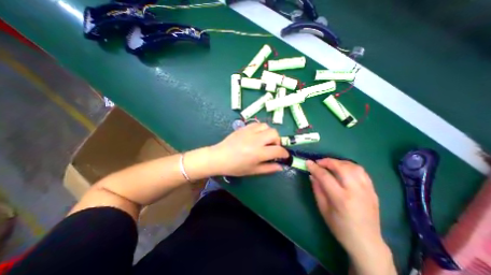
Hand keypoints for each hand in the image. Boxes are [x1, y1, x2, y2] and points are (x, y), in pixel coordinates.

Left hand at [210, 122, 288, 176]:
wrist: (219, 157)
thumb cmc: (235, 167)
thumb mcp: (253, 170)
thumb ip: (268, 168)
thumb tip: (281, 166)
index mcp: (258, 153)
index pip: (278, 150)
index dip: (284, 153)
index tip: (284, 156)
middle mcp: (256, 140)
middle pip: (274, 134)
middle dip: (278, 141)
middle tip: (272, 148)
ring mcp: (249, 132)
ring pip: (266, 126)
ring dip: (269, 133)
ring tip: (264, 141)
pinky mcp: (244, 128)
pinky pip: (257, 124)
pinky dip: (261, 129)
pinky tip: (257, 135)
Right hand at [308, 159, 396, 274]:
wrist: (366, 241)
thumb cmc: (340, 227)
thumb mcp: (323, 209)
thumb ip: (317, 189)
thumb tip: (312, 175)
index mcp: (341, 199)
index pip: (325, 176)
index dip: (314, 168)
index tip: (307, 162)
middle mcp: (356, 191)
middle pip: (341, 167)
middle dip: (327, 161)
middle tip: (319, 163)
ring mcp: (367, 190)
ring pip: (353, 166)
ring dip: (339, 162)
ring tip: (330, 165)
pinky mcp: (373, 190)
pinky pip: (362, 172)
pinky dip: (350, 166)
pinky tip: (343, 169)